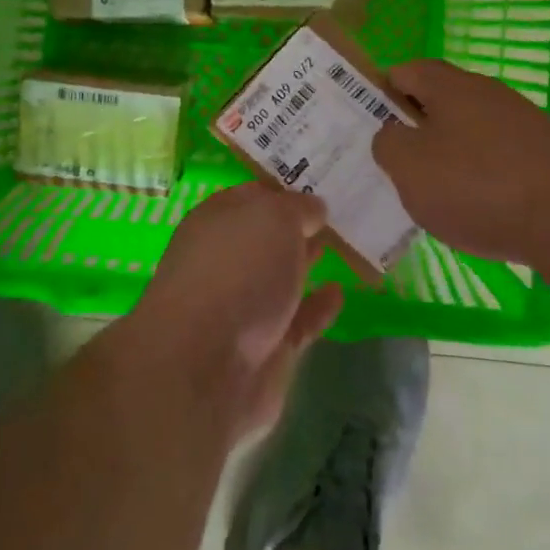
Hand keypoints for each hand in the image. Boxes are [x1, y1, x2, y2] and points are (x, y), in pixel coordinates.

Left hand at [131, 183, 344, 438]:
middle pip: (265, 237)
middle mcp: (225, 259)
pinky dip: (317, 307)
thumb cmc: (237, 270)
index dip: (284, 189)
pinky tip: (339, 293)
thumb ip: (298, 208)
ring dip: (306, 263)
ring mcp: (242, 306)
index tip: (319, 183)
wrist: (207, 366)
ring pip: (280, 277)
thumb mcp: (274, 217)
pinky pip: (297, 321)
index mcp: (216, 220)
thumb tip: (314, 208)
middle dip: (296, 226)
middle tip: (338, 213)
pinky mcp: (264, 349)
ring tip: (343, 247)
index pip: (253, 196)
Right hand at [373, 58, 549, 264]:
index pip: (405, 71)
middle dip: (416, 128)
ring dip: (451, 154)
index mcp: (450, 85)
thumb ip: (387, 143)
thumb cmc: (478, 186)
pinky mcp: (549, 154)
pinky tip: (483, 210)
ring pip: (471, 130)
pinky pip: (501, 157)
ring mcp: (524, 122)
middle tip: (398, 164)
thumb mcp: (409, 168)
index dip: (381, 93)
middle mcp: (488, 92)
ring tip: (438, 195)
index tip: (369, 125)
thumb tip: (393, 135)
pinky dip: (485, 177)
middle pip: (440, 100)